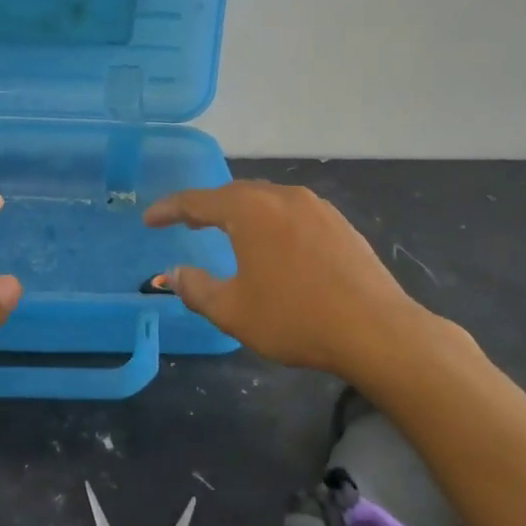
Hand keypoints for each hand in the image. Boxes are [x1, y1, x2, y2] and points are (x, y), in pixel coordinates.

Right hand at [144, 180, 458, 379]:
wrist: (376, 330)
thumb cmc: (295, 318)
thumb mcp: (232, 310)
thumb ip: (195, 289)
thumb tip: (174, 273)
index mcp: (249, 209)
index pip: (197, 201)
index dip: (169, 209)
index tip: (149, 219)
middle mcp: (281, 196)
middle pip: (233, 195)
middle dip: (206, 207)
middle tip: (185, 222)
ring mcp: (316, 207)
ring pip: (266, 201)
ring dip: (241, 214)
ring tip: (226, 231)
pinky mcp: (340, 224)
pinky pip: (292, 214)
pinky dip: (271, 223)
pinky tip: (274, 245)